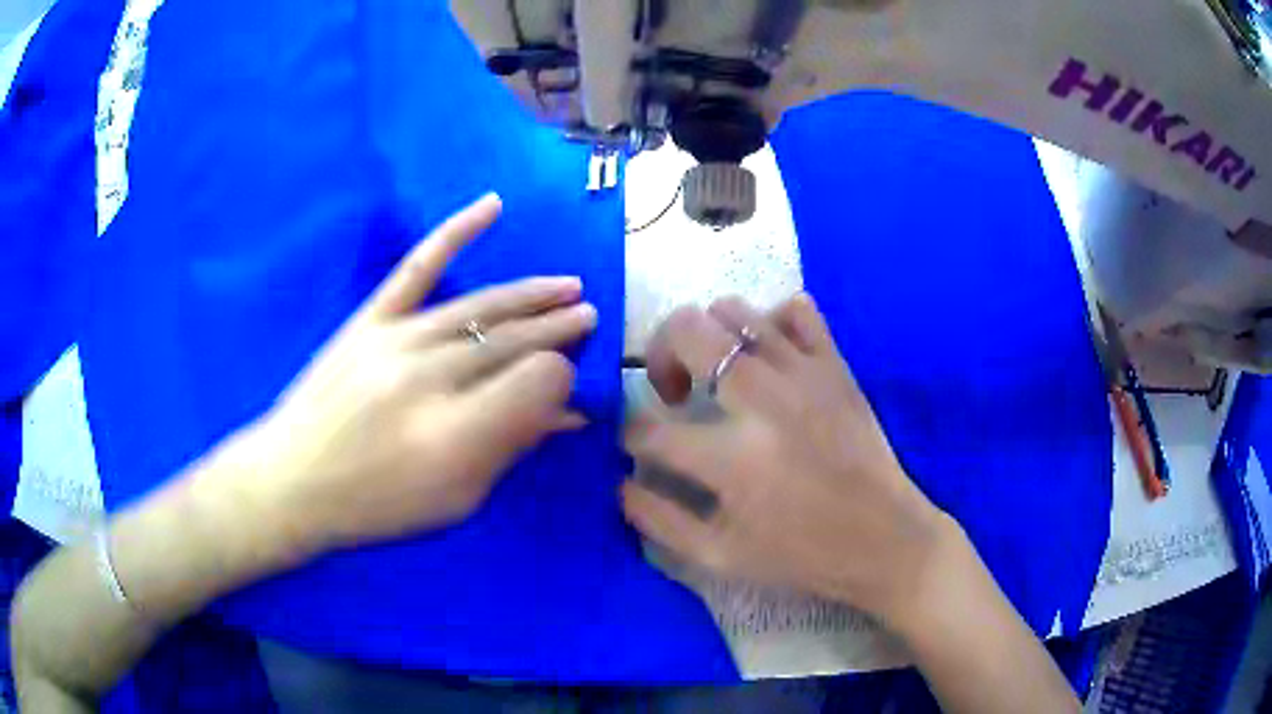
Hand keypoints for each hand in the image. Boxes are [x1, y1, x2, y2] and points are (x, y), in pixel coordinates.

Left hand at [226, 194, 595, 557]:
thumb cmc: (377, 505)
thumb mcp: (455, 500)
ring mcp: (396, 340)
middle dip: (558, 329)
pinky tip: (492, 206)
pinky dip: (457, 232)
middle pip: (512, 341)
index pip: (536, 383)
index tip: (567, 382)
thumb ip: (509, 448)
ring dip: (530, 296)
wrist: (292, 481)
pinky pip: (418, 267)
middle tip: (588, 318)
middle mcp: (430, 379)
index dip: (561, 378)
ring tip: (568, 288)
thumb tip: (565, 413)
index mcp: (456, 435)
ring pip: (480, 307)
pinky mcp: (369, 320)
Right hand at [623, 294, 953, 627]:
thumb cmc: (802, 556)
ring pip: (733, 309)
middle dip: (658, 355)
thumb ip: (659, 520)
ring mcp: (804, 373)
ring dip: (709, 337)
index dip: (629, 436)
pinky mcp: (835, 365)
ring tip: (718, 374)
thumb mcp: (720, 558)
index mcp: (732, 459)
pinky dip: (771, 321)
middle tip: (673, 392)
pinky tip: (769, 357)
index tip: (636, 443)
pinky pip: (796, 311)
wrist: (885, 540)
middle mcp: (763, 400)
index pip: (649, 429)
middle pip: (685, 330)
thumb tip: (621, 481)